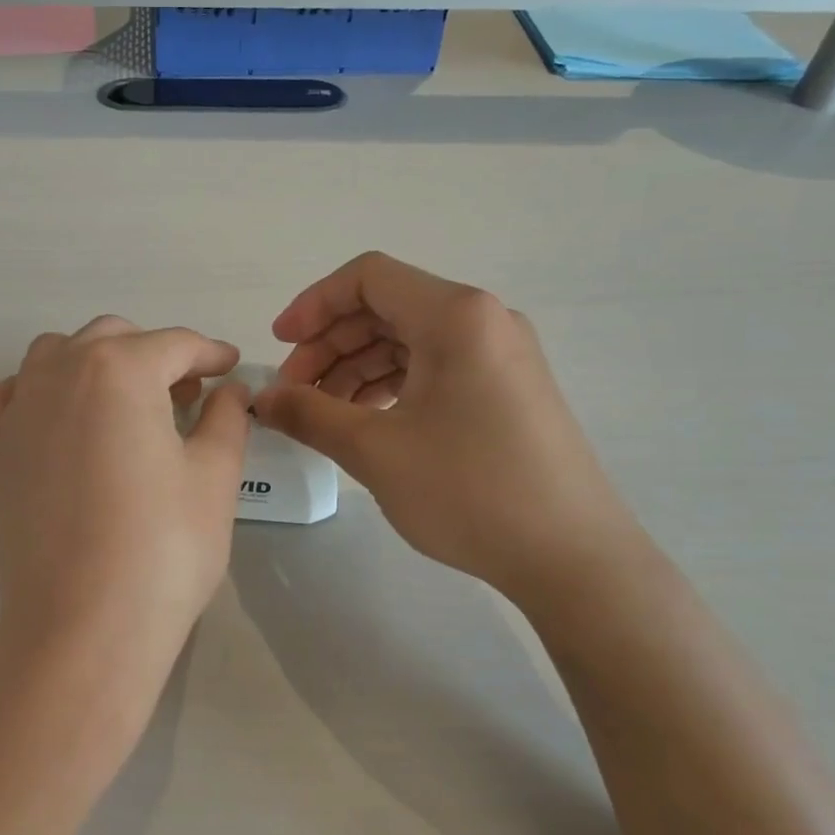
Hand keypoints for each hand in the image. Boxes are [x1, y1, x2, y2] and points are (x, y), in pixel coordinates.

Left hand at [0, 317, 250, 739]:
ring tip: (128, 404)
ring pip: (58, 354)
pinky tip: (61, 419)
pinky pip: (11, 394)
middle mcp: (60, 372)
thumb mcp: (214, 477)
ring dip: (97, 364)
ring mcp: (19, 409)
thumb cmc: (163, 549)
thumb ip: (226, 418)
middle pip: (114, 339)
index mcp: (120, 369)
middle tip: (189, 395)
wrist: (82, 627)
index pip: (176, 344)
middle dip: (156, 355)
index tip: (232, 367)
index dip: (211, 353)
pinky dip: (39, 391)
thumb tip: (230, 389)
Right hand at [253, 252, 642, 604]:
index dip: (313, 305)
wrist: (572, 557)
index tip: (279, 346)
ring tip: (324, 416)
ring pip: (409, 340)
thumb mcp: (375, 451)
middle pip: (386, 308)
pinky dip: (392, 386)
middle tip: (294, 394)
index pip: (367, 277)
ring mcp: (501, 354)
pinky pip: (436, 368)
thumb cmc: (469, 491)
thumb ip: (309, 414)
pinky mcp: (508, 389)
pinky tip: (367, 423)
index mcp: (455, 315)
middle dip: (330, 345)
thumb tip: (262, 399)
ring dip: (357, 369)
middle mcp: (483, 320)